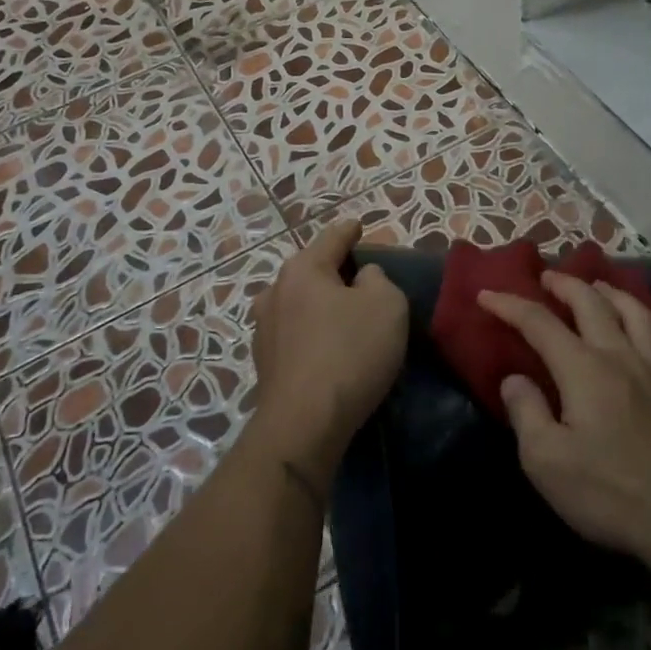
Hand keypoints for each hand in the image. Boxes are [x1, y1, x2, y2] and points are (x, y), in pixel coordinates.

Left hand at [250, 219, 408, 473]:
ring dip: (320, 304)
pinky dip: (312, 332)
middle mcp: (275, 291)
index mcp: (303, 269)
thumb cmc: (350, 352)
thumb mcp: (386, 304)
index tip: (358, 225)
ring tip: (344, 314)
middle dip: (333, 270)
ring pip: (299, 303)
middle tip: (360, 276)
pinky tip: (327, 347)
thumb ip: (378, 279)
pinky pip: (295, 333)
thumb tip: (362, 278)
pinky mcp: (264, 363)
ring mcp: (264, 328)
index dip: (349, 230)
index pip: (331, 238)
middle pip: (310, 270)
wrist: (304, 423)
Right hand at [479, 273, 650, 566]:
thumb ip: (526, 413)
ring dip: (614, 294)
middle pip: (592, 303)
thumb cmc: (609, 493)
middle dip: (565, 285)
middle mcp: (622, 357)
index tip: (486, 295)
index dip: (510, 305)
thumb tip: (515, 379)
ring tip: (599, 288)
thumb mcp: (546, 461)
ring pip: (639, 314)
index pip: (539, 323)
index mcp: (583, 369)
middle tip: (547, 277)